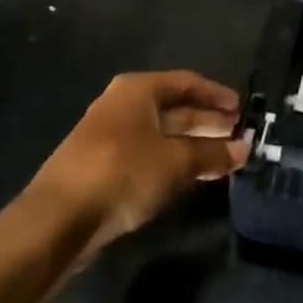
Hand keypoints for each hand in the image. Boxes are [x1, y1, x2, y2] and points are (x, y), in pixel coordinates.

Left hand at [28, 71, 248, 254]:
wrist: (58, 219)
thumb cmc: (122, 173)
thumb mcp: (175, 162)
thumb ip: (212, 154)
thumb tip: (244, 150)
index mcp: (139, 90)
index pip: (187, 83)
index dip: (216, 95)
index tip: (241, 110)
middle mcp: (124, 105)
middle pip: (175, 108)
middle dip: (207, 121)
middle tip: (238, 134)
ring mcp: (111, 136)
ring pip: (163, 134)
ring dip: (193, 144)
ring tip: (224, 157)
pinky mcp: (104, 166)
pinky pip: (149, 154)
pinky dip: (173, 160)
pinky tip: (193, 175)